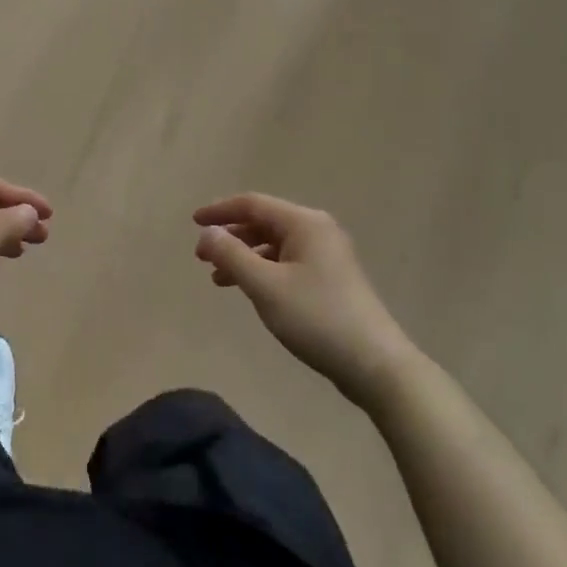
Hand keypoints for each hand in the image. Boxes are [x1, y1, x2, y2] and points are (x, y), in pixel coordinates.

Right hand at [194, 194, 411, 399]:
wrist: (373, 362)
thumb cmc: (316, 318)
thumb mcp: (265, 286)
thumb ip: (231, 255)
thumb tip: (207, 232)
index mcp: (304, 223)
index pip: (252, 204)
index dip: (220, 210)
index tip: (192, 222)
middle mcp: (317, 230)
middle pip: (264, 222)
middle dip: (230, 236)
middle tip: (202, 258)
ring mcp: (327, 255)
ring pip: (274, 245)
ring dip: (244, 256)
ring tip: (218, 279)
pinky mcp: (330, 278)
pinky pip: (286, 262)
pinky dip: (262, 270)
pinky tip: (249, 290)